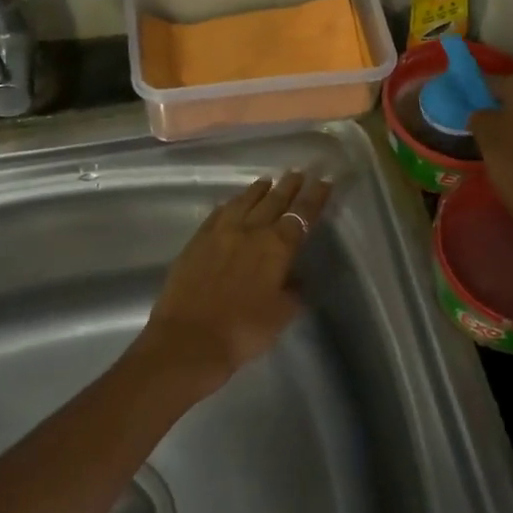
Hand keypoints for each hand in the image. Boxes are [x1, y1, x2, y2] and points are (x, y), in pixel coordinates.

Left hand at [131, 171, 333, 399]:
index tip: (323, 182)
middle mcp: (250, 230)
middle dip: (289, 186)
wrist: (189, 340)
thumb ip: (293, 292)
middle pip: (274, 201)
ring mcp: (220, 232)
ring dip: (259, 190)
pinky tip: (232, 202)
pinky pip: (218, 213)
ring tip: (268, 180)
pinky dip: (230, 204)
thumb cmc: (243, 331)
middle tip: (298, 172)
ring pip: (244, 202)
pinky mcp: (197, 241)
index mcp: (277, 246)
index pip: (302, 214)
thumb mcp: (281, 315)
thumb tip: (294, 278)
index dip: (314, 197)